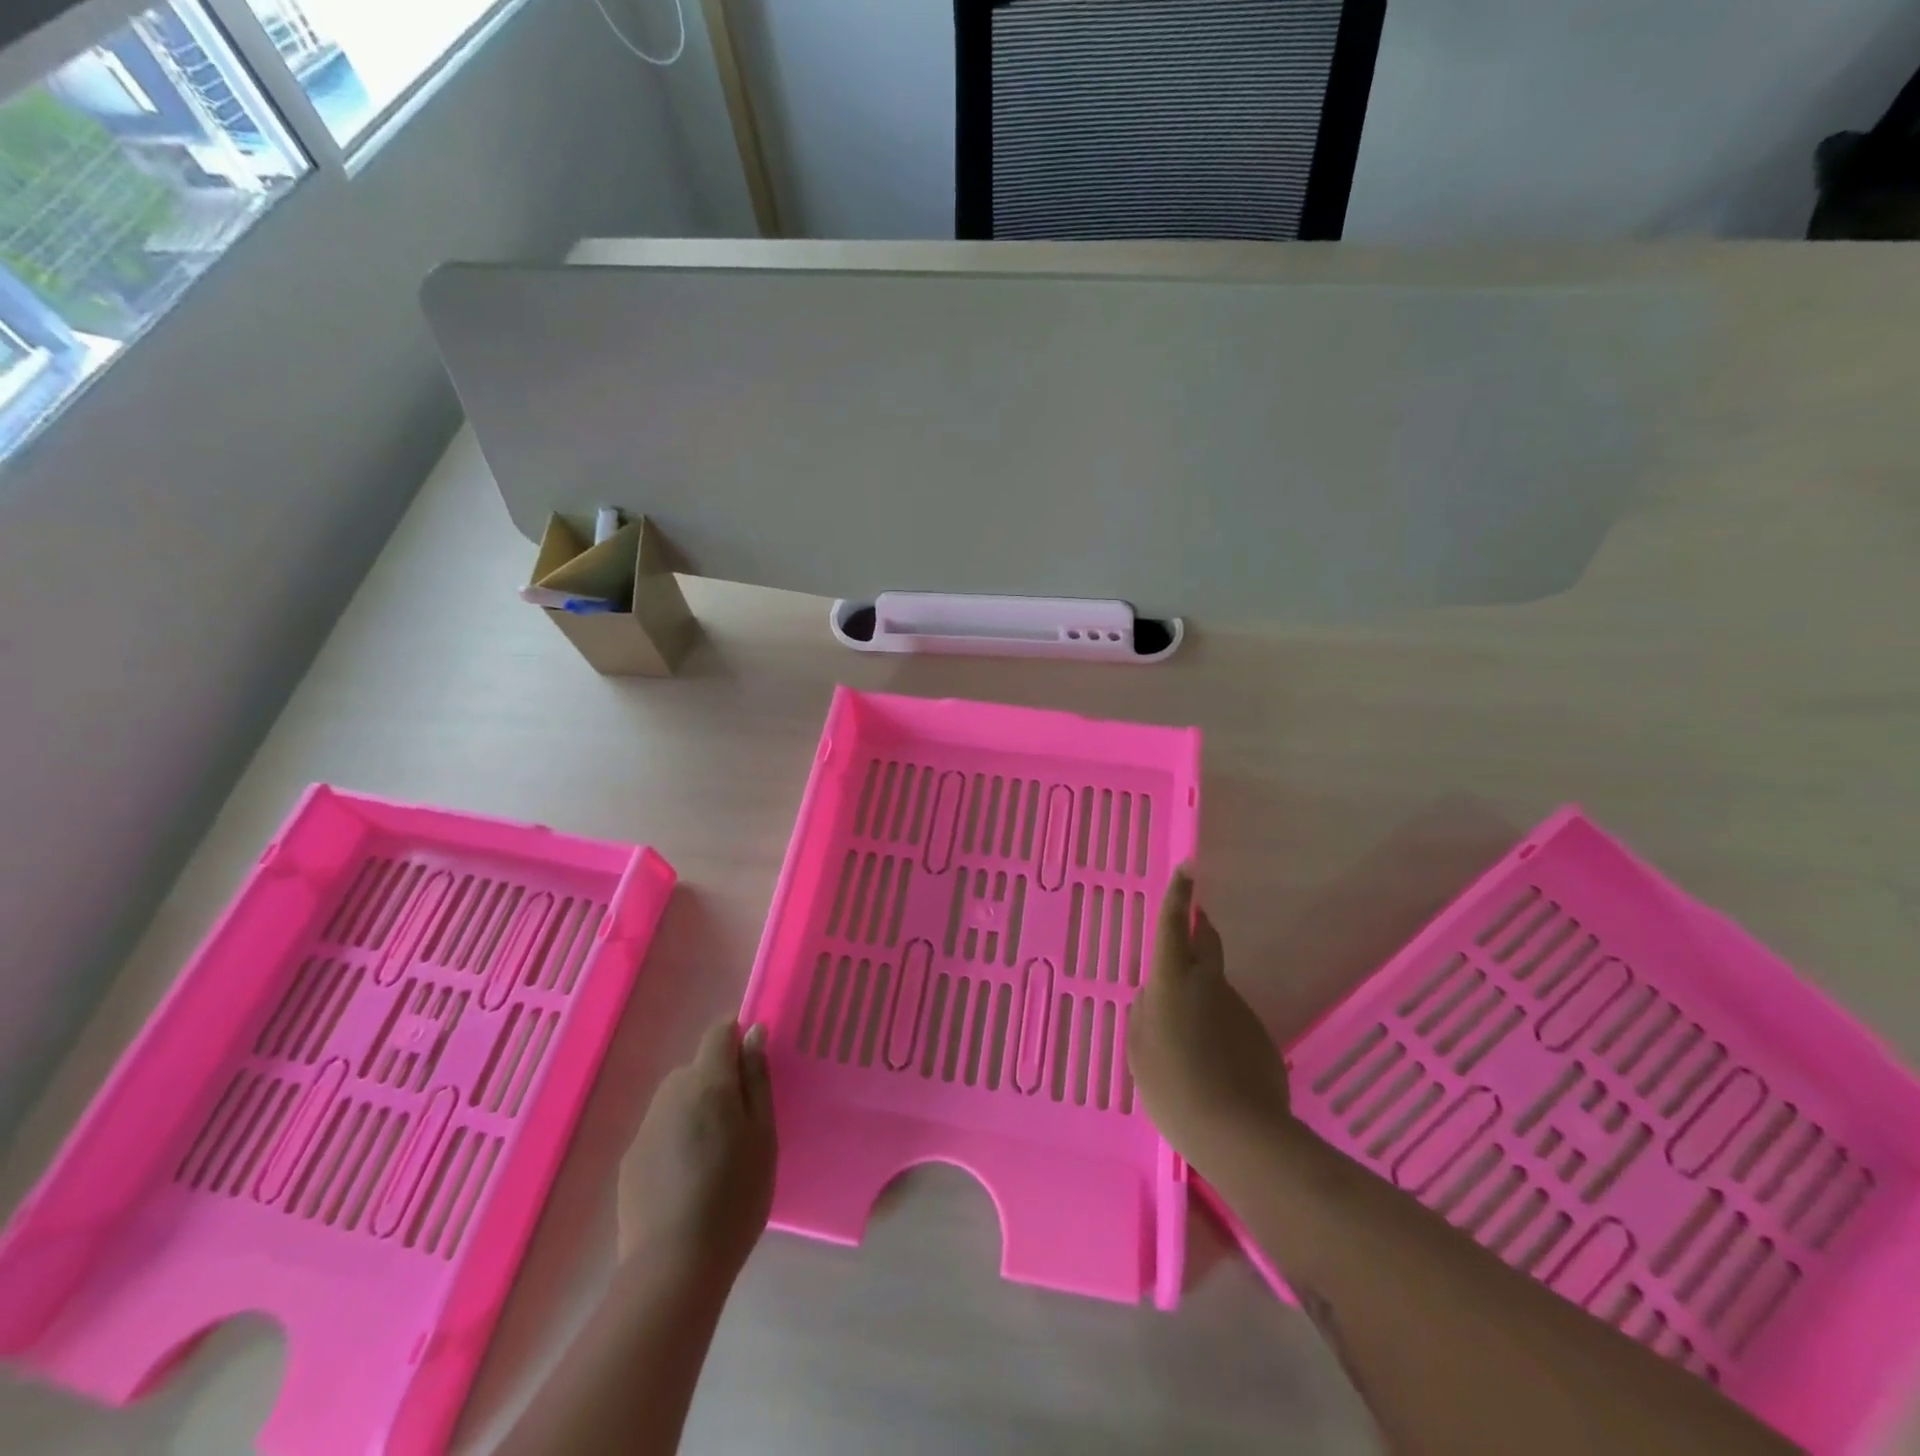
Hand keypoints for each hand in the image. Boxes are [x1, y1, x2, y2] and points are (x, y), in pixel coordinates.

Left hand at [617, 1018, 776, 1279]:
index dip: (737, 1040)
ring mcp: (645, 1127)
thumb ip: (757, 1079)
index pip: (719, 1032)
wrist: (674, 1269)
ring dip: (696, 1111)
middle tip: (741, 1126)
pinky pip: (661, 1131)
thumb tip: (753, 1032)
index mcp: (708, 1082)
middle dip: (718, 1083)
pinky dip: (676, 1140)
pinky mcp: (630, 1160)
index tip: (753, 1070)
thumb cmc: (735, 1196)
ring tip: (714, 1157)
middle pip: (697, 1068)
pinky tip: (688, 1181)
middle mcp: (671, 1094)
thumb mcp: (764, 1135)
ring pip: (677, 1100)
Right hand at [1127, 868, 1290, 1171]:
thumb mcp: (1139, 1049)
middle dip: (1197, 927)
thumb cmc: (1173, 1087)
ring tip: (1186, 1037)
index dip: (1177, 895)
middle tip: (1190, 924)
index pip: (1172, 927)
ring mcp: (1238, 1008)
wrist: (1239, 1133)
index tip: (1188, 867)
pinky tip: (1210, 1064)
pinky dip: (1217, 1028)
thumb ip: (1144, 1011)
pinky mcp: (1258, 1034)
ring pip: (1215, 987)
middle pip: (1205, 942)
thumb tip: (1154, 993)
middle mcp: (1208, 984)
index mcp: (1172, 981)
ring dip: (1201, 994)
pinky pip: (1229, 1019)